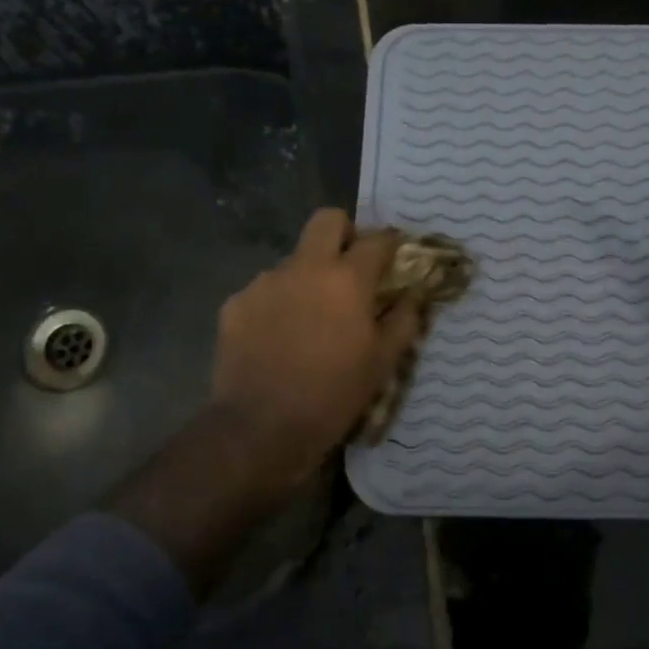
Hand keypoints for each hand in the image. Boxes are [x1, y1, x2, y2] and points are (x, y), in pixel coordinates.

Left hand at [209, 209, 420, 488]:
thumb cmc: (333, 395)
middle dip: (345, 233)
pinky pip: (266, 290)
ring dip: (309, 276)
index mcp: (346, 279)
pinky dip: (279, 303)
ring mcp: (264, 282)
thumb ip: (403, 320)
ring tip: (311, 318)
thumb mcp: (382, 363)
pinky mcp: (235, 303)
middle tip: (351, 268)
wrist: (261, 428)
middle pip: (327, 220)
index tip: (395, 257)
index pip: (377, 239)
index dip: (391, 243)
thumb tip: (412, 295)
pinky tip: (280, 337)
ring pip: (294, 260)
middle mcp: (304, 267)